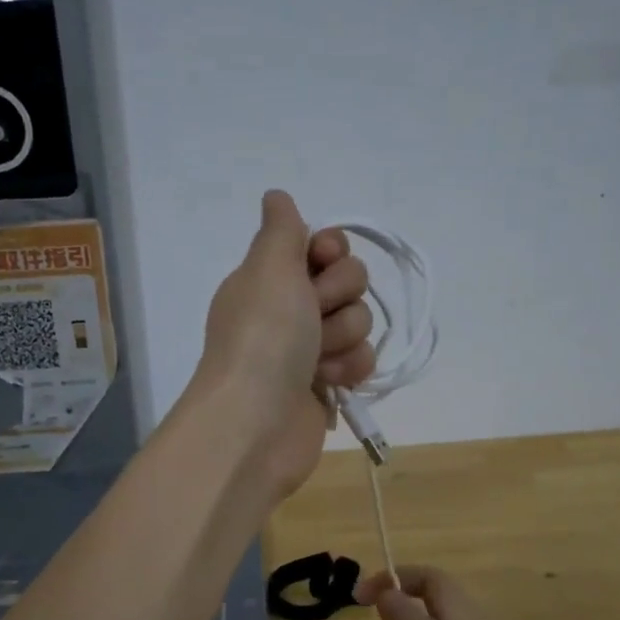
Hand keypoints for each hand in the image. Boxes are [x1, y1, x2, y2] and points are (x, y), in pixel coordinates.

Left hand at [184, 191, 374, 502]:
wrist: (257, 422)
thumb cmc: (263, 338)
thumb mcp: (269, 268)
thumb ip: (281, 229)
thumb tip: (276, 197)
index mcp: (270, 278)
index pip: (322, 245)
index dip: (331, 250)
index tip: (322, 259)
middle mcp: (290, 308)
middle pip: (348, 281)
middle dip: (339, 297)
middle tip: (313, 316)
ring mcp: (309, 348)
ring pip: (359, 321)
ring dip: (344, 337)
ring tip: (317, 360)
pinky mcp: (328, 384)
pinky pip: (362, 359)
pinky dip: (350, 368)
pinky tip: (330, 381)